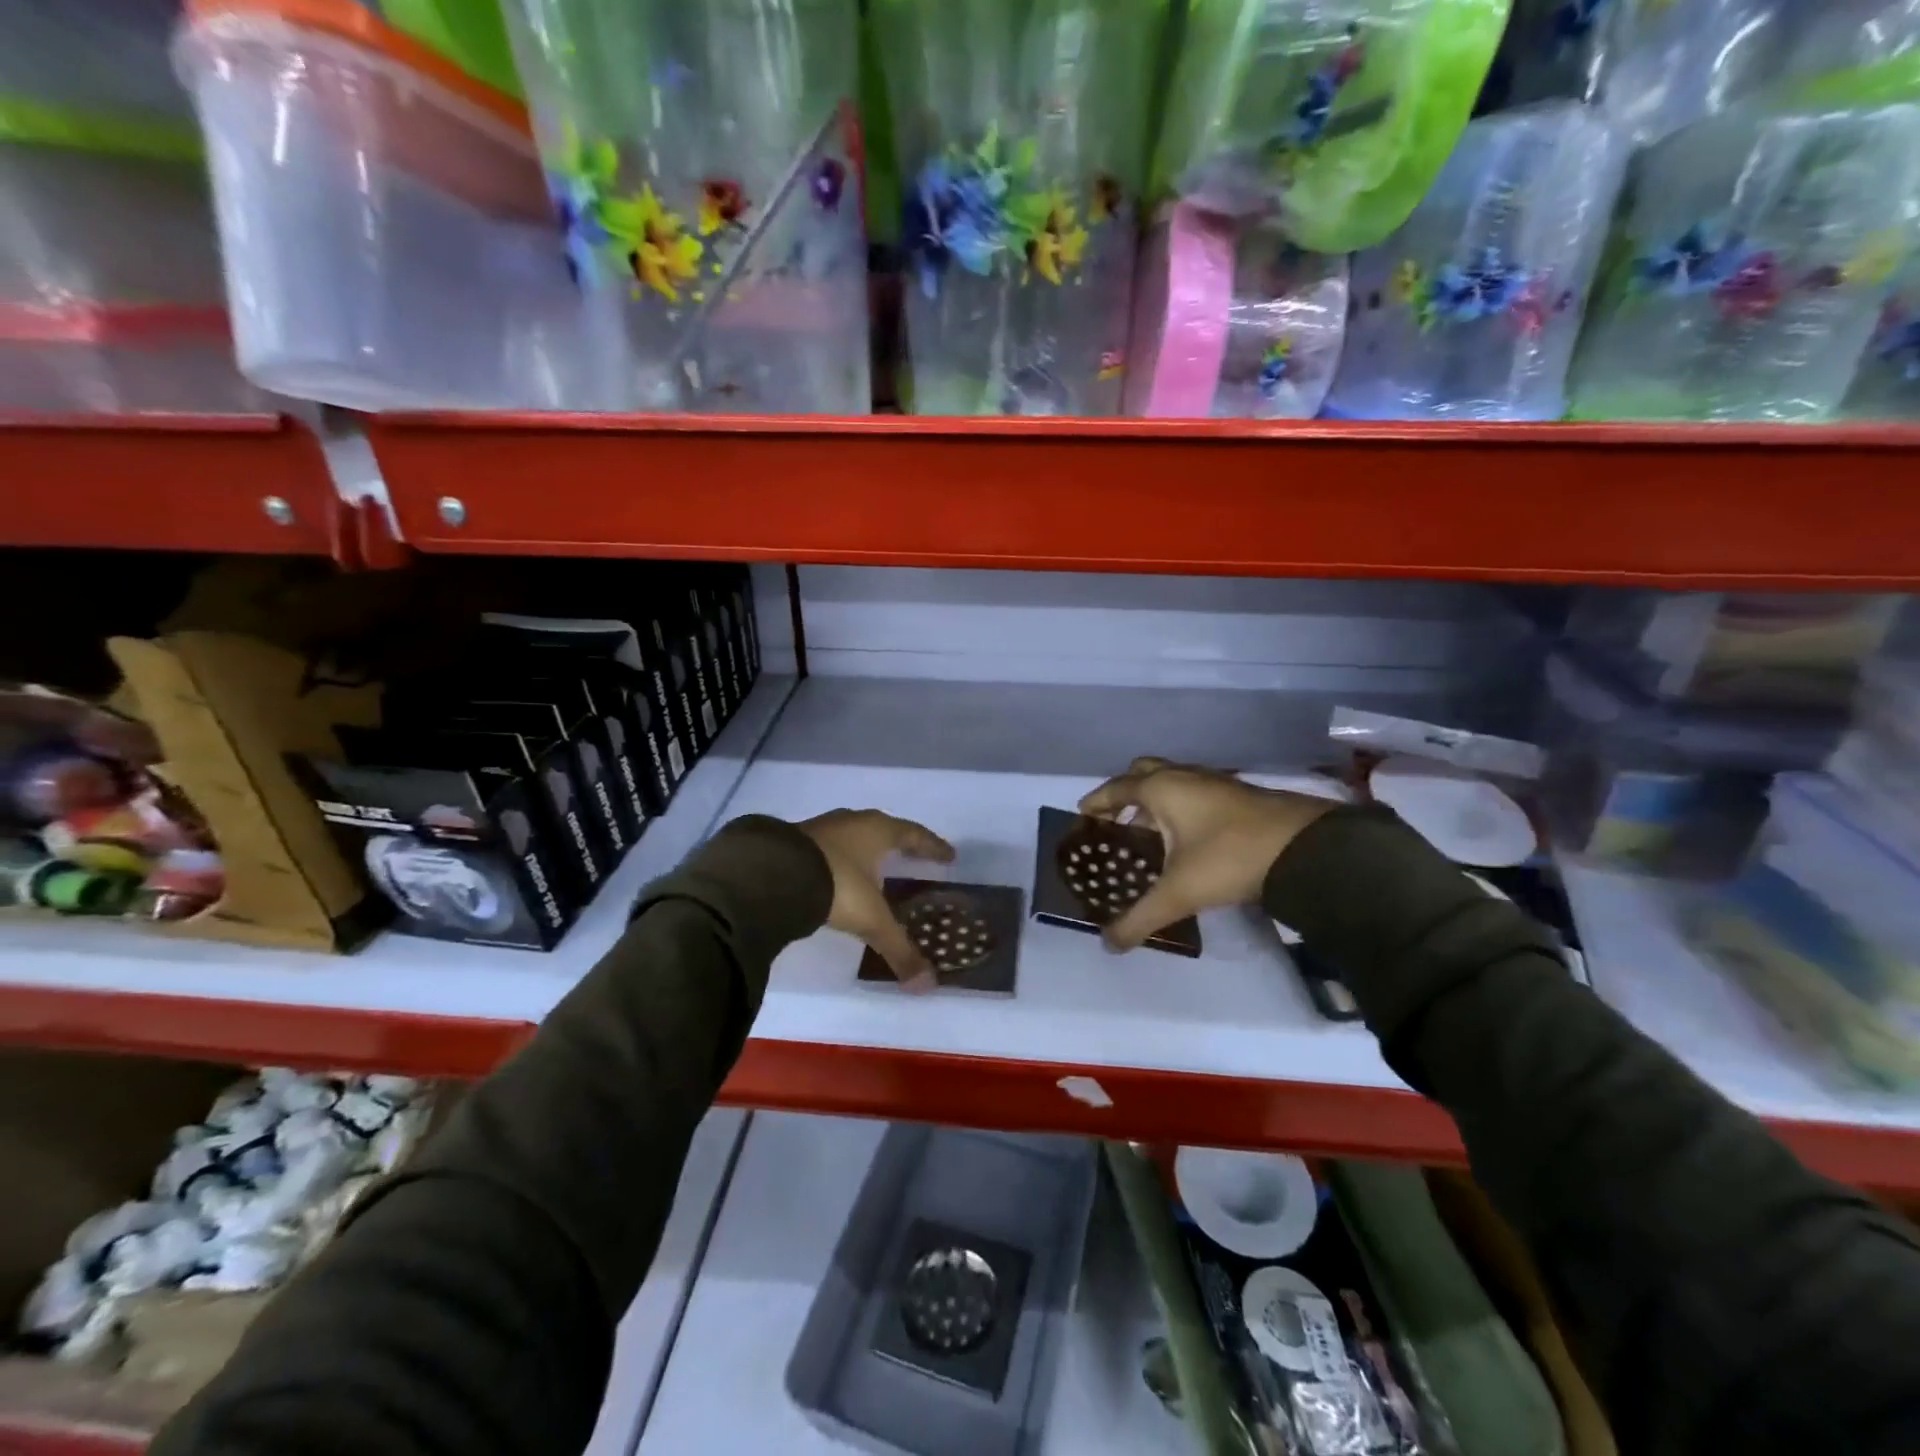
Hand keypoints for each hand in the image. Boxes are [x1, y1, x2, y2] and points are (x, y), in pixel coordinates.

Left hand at [798, 809, 956, 990]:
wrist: (772, 874)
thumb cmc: (836, 886)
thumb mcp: (871, 919)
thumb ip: (899, 949)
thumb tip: (926, 985)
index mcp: (878, 831)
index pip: (914, 835)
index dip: (932, 846)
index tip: (949, 855)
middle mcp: (852, 822)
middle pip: (884, 829)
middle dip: (899, 844)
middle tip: (914, 857)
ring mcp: (821, 829)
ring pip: (853, 835)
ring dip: (866, 849)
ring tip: (875, 866)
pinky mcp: (794, 841)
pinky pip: (828, 847)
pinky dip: (839, 858)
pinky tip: (837, 874)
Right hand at [1078, 758, 1336, 951]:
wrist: (1304, 847)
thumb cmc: (1228, 858)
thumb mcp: (1178, 893)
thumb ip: (1139, 918)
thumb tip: (1108, 944)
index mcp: (1161, 788)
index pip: (1116, 788)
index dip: (1097, 802)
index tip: (1082, 815)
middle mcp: (1184, 776)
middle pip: (1143, 771)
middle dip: (1125, 792)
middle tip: (1115, 821)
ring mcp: (1214, 781)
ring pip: (1172, 780)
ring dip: (1154, 800)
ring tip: (1146, 833)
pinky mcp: (1237, 794)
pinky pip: (1194, 791)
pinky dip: (1179, 806)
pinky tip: (1185, 837)